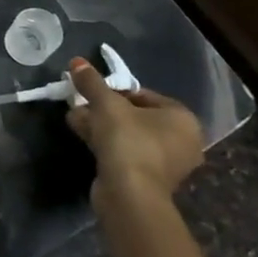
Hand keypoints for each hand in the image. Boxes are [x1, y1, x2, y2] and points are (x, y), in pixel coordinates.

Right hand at [66, 56, 203, 207]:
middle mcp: (181, 141)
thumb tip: (77, 61)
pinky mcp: (149, 180)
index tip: (92, 92)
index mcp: (182, 119)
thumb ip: (92, 82)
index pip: (143, 95)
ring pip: (128, 135)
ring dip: (101, 126)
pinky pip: (126, 153)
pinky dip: (106, 144)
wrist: (130, 195)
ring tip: (75, 119)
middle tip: (81, 104)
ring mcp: (166, 164)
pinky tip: (82, 136)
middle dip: (104, 109)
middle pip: (135, 115)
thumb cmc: (128, 141)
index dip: (114, 90)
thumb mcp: (106, 104)